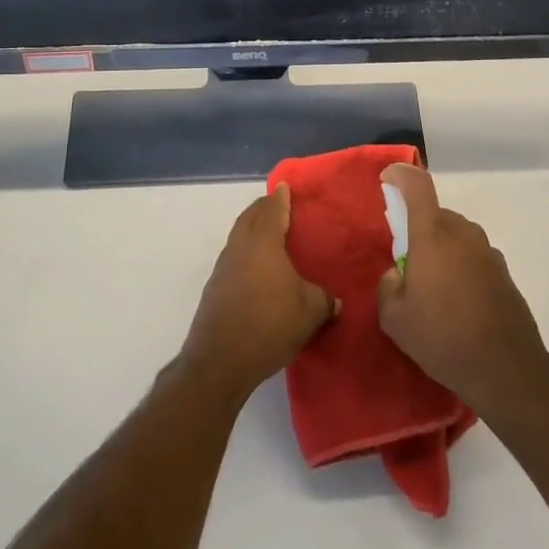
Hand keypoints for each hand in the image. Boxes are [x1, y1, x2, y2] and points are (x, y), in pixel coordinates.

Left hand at [182, 185, 337, 401]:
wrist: (220, 361)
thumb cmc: (269, 324)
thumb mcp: (310, 311)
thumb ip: (324, 299)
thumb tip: (335, 300)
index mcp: (263, 242)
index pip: (272, 209)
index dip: (281, 197)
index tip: (286, 187)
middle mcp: (239, 247)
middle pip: (249, 217)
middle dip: (263, 209)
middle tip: (280, 207)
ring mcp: (223, 268)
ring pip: (238, 237)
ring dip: (252, 231)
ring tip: (271, 238)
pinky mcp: (214, 289)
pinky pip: (233, 259)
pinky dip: (246, 255)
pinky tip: (258, 272)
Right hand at [376, 164, 548, 419]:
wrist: (505, 368)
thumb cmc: (442, 337)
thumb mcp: (394, 318)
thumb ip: (387, 285)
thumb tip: (398, 273)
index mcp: (433, 235)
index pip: (417, 185)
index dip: (400, 175)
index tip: (387, 180)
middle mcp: (462, 233)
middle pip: (435, 214)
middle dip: (418, 228)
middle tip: (406, 261)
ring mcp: (487, 251)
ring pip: (455, 235)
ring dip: (441, 249)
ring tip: (433, 288)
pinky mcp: (503, 271)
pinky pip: (472, 256)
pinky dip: (460, 267)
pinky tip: (457, 303)